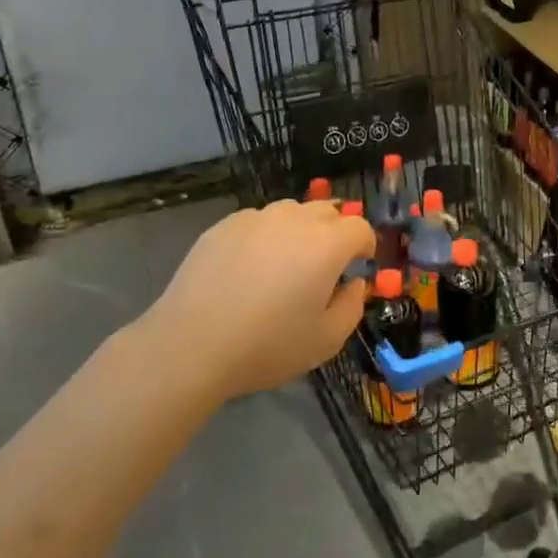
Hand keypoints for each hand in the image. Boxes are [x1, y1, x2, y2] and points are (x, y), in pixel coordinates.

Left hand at [147, 200, 376, 400]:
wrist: (192, 344)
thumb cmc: (267, 345)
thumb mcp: (326, 340)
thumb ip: (352, 306)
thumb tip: (354, 284)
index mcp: (327, 244)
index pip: (360, 228)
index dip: (365, 246)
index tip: (359, 266)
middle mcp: (295, 220)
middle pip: (328, 212)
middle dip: (336, 233)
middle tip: (325, 267)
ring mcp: (257, 218)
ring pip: (292, 212)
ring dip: (301, 230)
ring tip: (287, 263)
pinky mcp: (225, 225)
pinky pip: (258, 221)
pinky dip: (266, 235)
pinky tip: (250, 267)